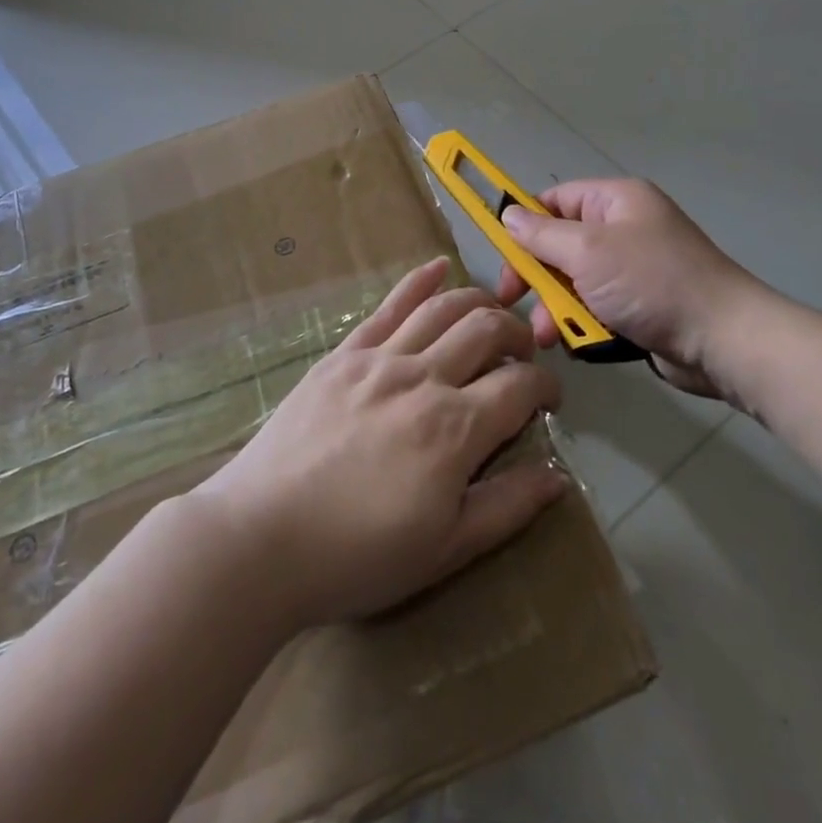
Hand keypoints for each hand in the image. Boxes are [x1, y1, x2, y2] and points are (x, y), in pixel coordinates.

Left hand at [191, 259, 567, 629]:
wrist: (262, 538)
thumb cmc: (357, 555)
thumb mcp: (445, 550)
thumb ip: (507, 507)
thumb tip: (559, 475)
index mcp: (455, 428)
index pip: (520, 386)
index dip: (546, 387)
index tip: (550, 401)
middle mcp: (423, 377)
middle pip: (487, 330)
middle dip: (518, 335)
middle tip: (523, 357)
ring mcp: (379, 358)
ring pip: (443, 308)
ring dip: (479, 302)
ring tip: (494, 314)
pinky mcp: (343, 353)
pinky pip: (388, 306)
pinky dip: (419, 281)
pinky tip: (438, 267)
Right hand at [494, 178, 777, 402]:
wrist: (722, 340)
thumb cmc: (651, 282)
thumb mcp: (587, 251)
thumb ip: (541, 234)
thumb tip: (507, 215)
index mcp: (616, 201)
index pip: (555, 200)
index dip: (524, 223)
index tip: (501, 254)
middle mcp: (624, 229)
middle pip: (560, 245)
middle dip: (537, 276)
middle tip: (513, 300)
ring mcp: (633, 270)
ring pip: (575, 283)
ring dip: (556, 308)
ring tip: (548, 337)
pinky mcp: (640, 307)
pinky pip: (596, 308)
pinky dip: (582, 324)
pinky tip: (576, 344)